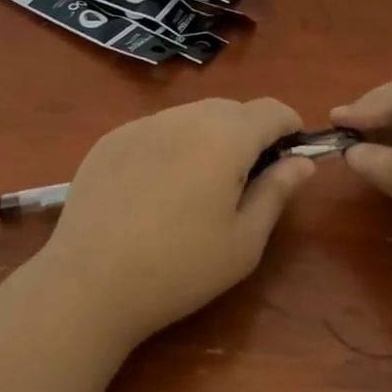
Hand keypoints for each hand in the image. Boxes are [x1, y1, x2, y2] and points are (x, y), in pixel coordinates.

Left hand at [37, 98, 315, 345]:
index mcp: (225, 136)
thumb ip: (277, 191)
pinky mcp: (110, 139)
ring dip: (207, 138)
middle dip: (248, 134)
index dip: (288, 128)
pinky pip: (155, 130)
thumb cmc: (180, 267)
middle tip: (243, 183)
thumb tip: (302, 162)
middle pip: (231, 109)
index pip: (271, 109)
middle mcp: (185, 115)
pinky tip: (154, 191)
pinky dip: (169, 146)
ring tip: (196, 188)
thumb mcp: (244, 241)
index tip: (289, 158)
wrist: (90, 283)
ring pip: (191, 116)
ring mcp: (142, 124)